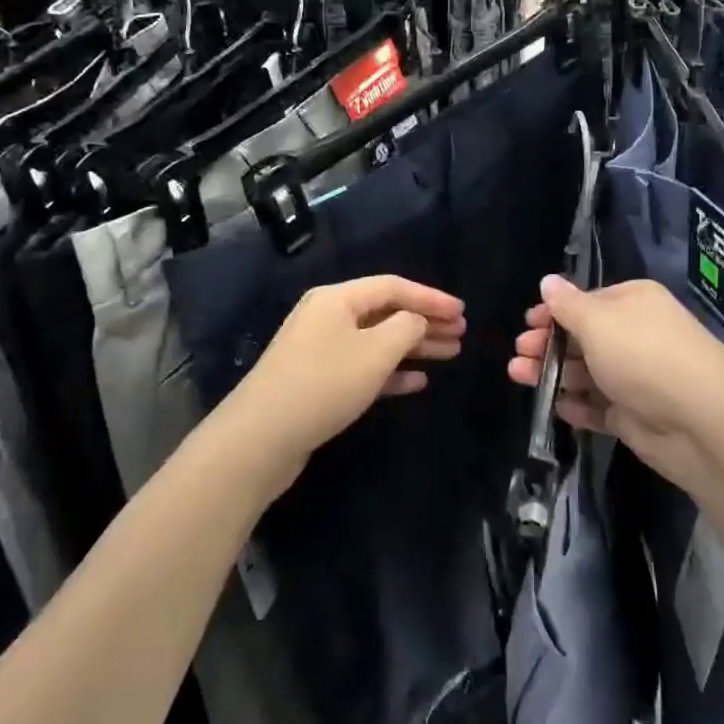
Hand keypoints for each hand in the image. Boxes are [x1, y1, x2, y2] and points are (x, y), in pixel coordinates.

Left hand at [228, 275, 465, 473]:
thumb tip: (415, 320)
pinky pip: (362, 366)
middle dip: (425, 321)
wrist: (261, 438)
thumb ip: (406, 327)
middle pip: (385, 311)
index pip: (394, 286)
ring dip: (413, 346)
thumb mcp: (375, 352)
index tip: (462, 311)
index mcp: (337, 298)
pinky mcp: (317, 380)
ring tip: (450, 354)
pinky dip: (390, 371)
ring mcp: (320, 349)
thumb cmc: (324, 384)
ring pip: (376, 340)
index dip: (431, 297)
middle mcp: (327, 316)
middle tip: (460, 333)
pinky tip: (417, 381)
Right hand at [506, 275, 723, 497]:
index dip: (554, 312)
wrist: (701, 421)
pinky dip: (578, 407)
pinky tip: (556, 407)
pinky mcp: (636, 415)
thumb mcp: (597, 321)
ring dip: (553, 374)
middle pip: (582, 338)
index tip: (527, 323)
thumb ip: (567, 304)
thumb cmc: (643, 356)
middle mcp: (636, 335)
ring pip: (586, 372)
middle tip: (519, 355)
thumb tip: (548, 280)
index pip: (586, 302)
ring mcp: (636, 377)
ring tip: (520, 377)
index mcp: (633, 302)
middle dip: (547, 345)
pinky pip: (600, 407)